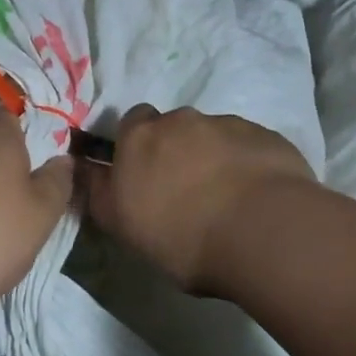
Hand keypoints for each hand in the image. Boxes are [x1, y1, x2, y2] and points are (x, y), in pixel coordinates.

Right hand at [83, 104, 313, 294]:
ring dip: (214, 158)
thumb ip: (101, 192)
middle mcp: (182, 120)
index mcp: (140, 137)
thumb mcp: (121, 225)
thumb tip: (88, 170)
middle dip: (177, 150)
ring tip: (226, 199)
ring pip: (213, 136)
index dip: (137, 146)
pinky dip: (247, 165)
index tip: (144, 175)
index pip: (131, 122)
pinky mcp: (267, 137)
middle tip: (186, 191)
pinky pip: (248, 147)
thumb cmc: (181, 235)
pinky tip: (255, 198)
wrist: (262, 232)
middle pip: (174, 128)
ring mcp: (228, 124)